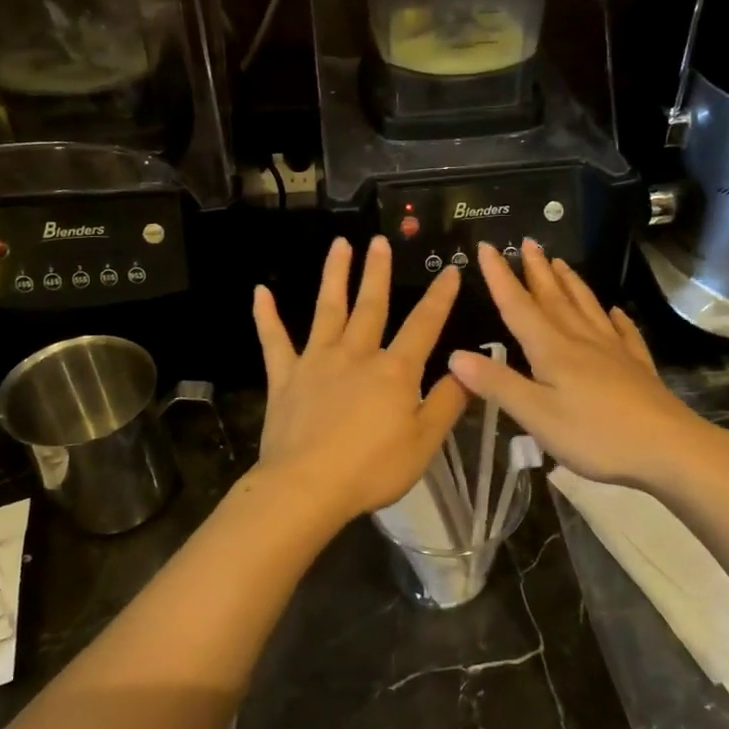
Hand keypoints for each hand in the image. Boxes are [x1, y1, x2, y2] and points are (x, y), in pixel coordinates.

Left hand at [250, 237, 468, 526]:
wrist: (307, 487)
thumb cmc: (372, 469)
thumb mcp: (424, 442)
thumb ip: (447, 402)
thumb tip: (468, 368)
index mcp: (394, 371)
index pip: (424, 325)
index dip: (440, 297)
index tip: (451, 269)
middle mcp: (356, 354)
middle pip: (371, 306)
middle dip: (378, 272)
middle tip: (380, 241)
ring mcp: (316, 362)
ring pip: (327, 309)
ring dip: (334, 276)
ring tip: (339, 245)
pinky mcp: (284, 377)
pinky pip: (274, 341)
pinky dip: (266, 316)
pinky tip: (260, 292)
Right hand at [447, 241, 720, 489]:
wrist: (668, 449)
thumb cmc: (596, 435)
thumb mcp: (536, 415)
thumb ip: (497, 384)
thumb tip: (455, 355)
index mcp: (552, 350)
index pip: (518, 306)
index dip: (500, 277)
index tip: (488, 247)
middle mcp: (581, 341)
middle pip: (554, 298)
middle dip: (537, 271)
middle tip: (528, 241)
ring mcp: (613, 352)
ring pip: (587, 308)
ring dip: (571, 283)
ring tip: (561, 262)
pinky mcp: (636, 367)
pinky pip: (624, 333)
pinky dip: (617, 319)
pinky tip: (616, 312)